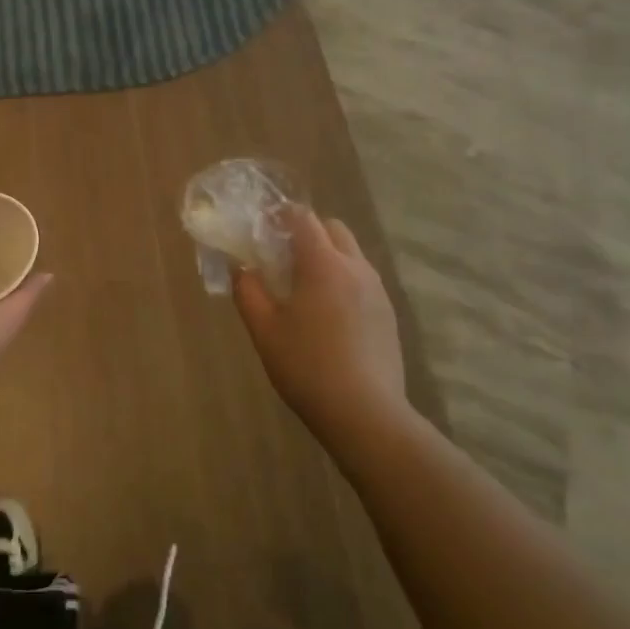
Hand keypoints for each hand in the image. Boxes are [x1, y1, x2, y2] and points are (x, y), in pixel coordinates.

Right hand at [233, 205, 411, 452]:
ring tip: (303, 287)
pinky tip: (328, 315)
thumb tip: (241, 267)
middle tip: (281, 256)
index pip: (303, 218)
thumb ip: (248, 291)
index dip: (280, 215)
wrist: (365, 413)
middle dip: (307, 231)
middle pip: (333, 229)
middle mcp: (356, 268)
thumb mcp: (264, 329)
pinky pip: (362, 280)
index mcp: (323, 264)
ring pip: (351, 254)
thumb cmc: (306, 366)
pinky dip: (342, 280)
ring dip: (327, 256)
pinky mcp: (388, 314)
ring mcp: (377, 291)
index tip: (261, 227)